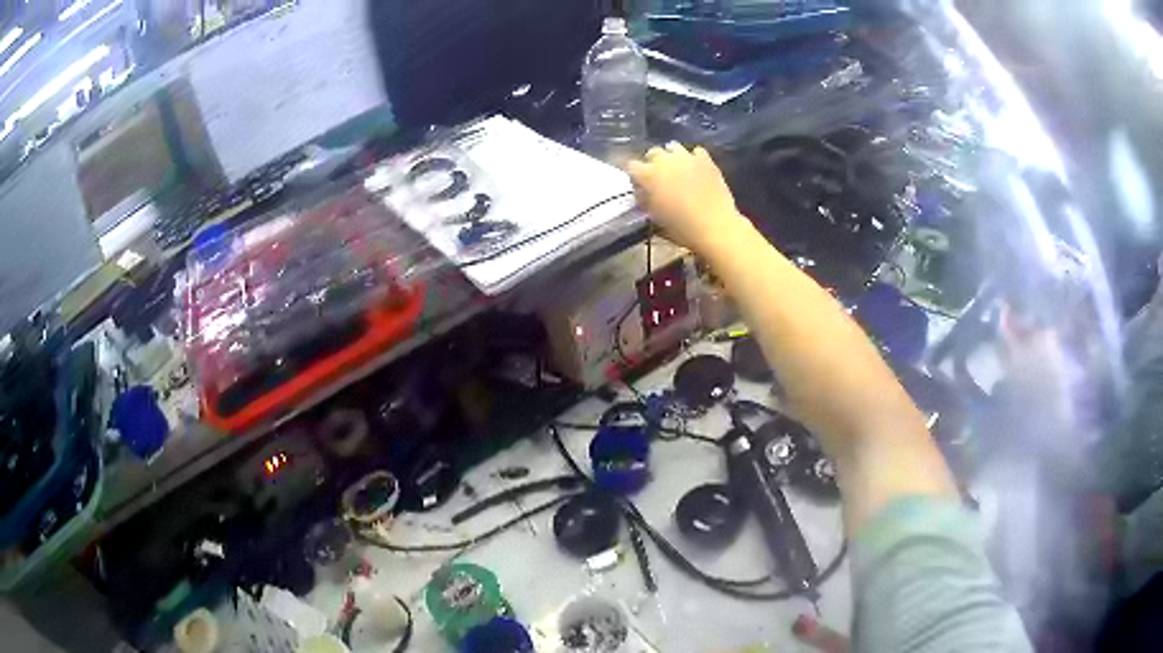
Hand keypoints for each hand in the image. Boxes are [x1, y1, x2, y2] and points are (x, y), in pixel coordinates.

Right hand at [626, 143, 750, 251]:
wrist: (715, 226)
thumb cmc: (681, 226)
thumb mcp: (655, 217)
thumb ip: (645, 200)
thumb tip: (643, 193)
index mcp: (648, 175)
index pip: (632, 166)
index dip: (635, 176)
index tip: (640, 185)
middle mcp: (665, 160)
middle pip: (653, 152)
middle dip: (653, 163)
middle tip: (659, 178)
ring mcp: (687, 157)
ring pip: (673, 147)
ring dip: (672, 156)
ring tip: (677, 169)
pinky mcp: (706, 160)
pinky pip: (696, 152)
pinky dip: (694, 158)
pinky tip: (696, 169)